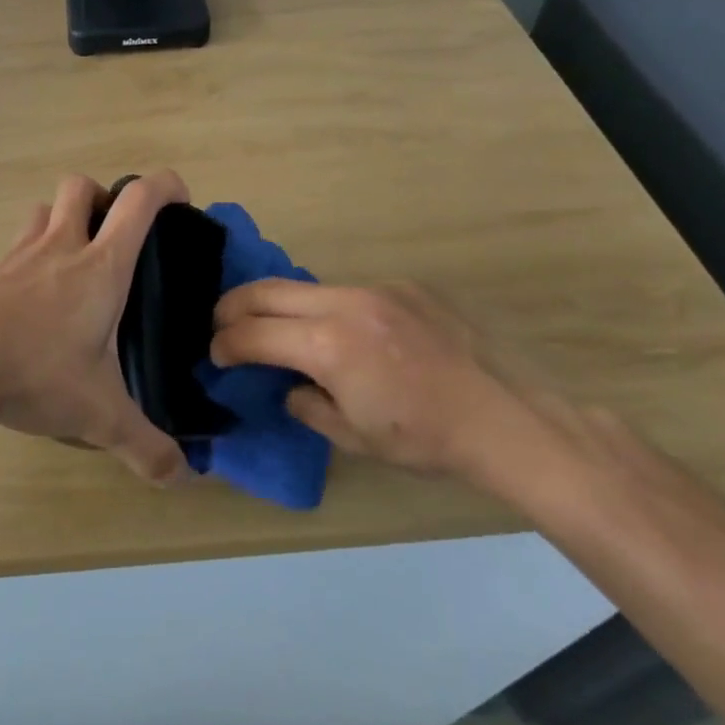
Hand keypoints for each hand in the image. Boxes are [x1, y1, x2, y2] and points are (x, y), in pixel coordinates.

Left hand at [0, 172, 192, 486]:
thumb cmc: (38, 370)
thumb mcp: (99, 415)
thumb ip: (145, 446)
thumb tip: (182, 476)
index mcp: (101, 265)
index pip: (139, 201)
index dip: (165, 186)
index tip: (179, 200)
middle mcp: (60, 246)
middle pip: (81, 187)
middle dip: (103, 198)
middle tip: (113, 238)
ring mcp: (18, 255)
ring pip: (42, 210)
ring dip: (61, 221)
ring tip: (72, 263)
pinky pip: (13, 248)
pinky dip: (28, 258)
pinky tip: (30, 300)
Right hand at [211, 279, 529, 477]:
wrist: (508, 418)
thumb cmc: (426, 438)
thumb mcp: (355, 437)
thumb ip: (307, 406)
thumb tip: (290, 387)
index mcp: (328, 344)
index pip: (253, 333)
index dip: (226, 343)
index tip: (216, 355)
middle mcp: (345, 303)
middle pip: (268, 290)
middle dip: (234, 307)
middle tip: (221, 324)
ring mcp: (377, 288)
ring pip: (308, 287)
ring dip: (284, 306)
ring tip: (281, 329)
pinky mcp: (404, 286)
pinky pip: (350, 292)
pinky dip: (331, 310)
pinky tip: (352, 337)